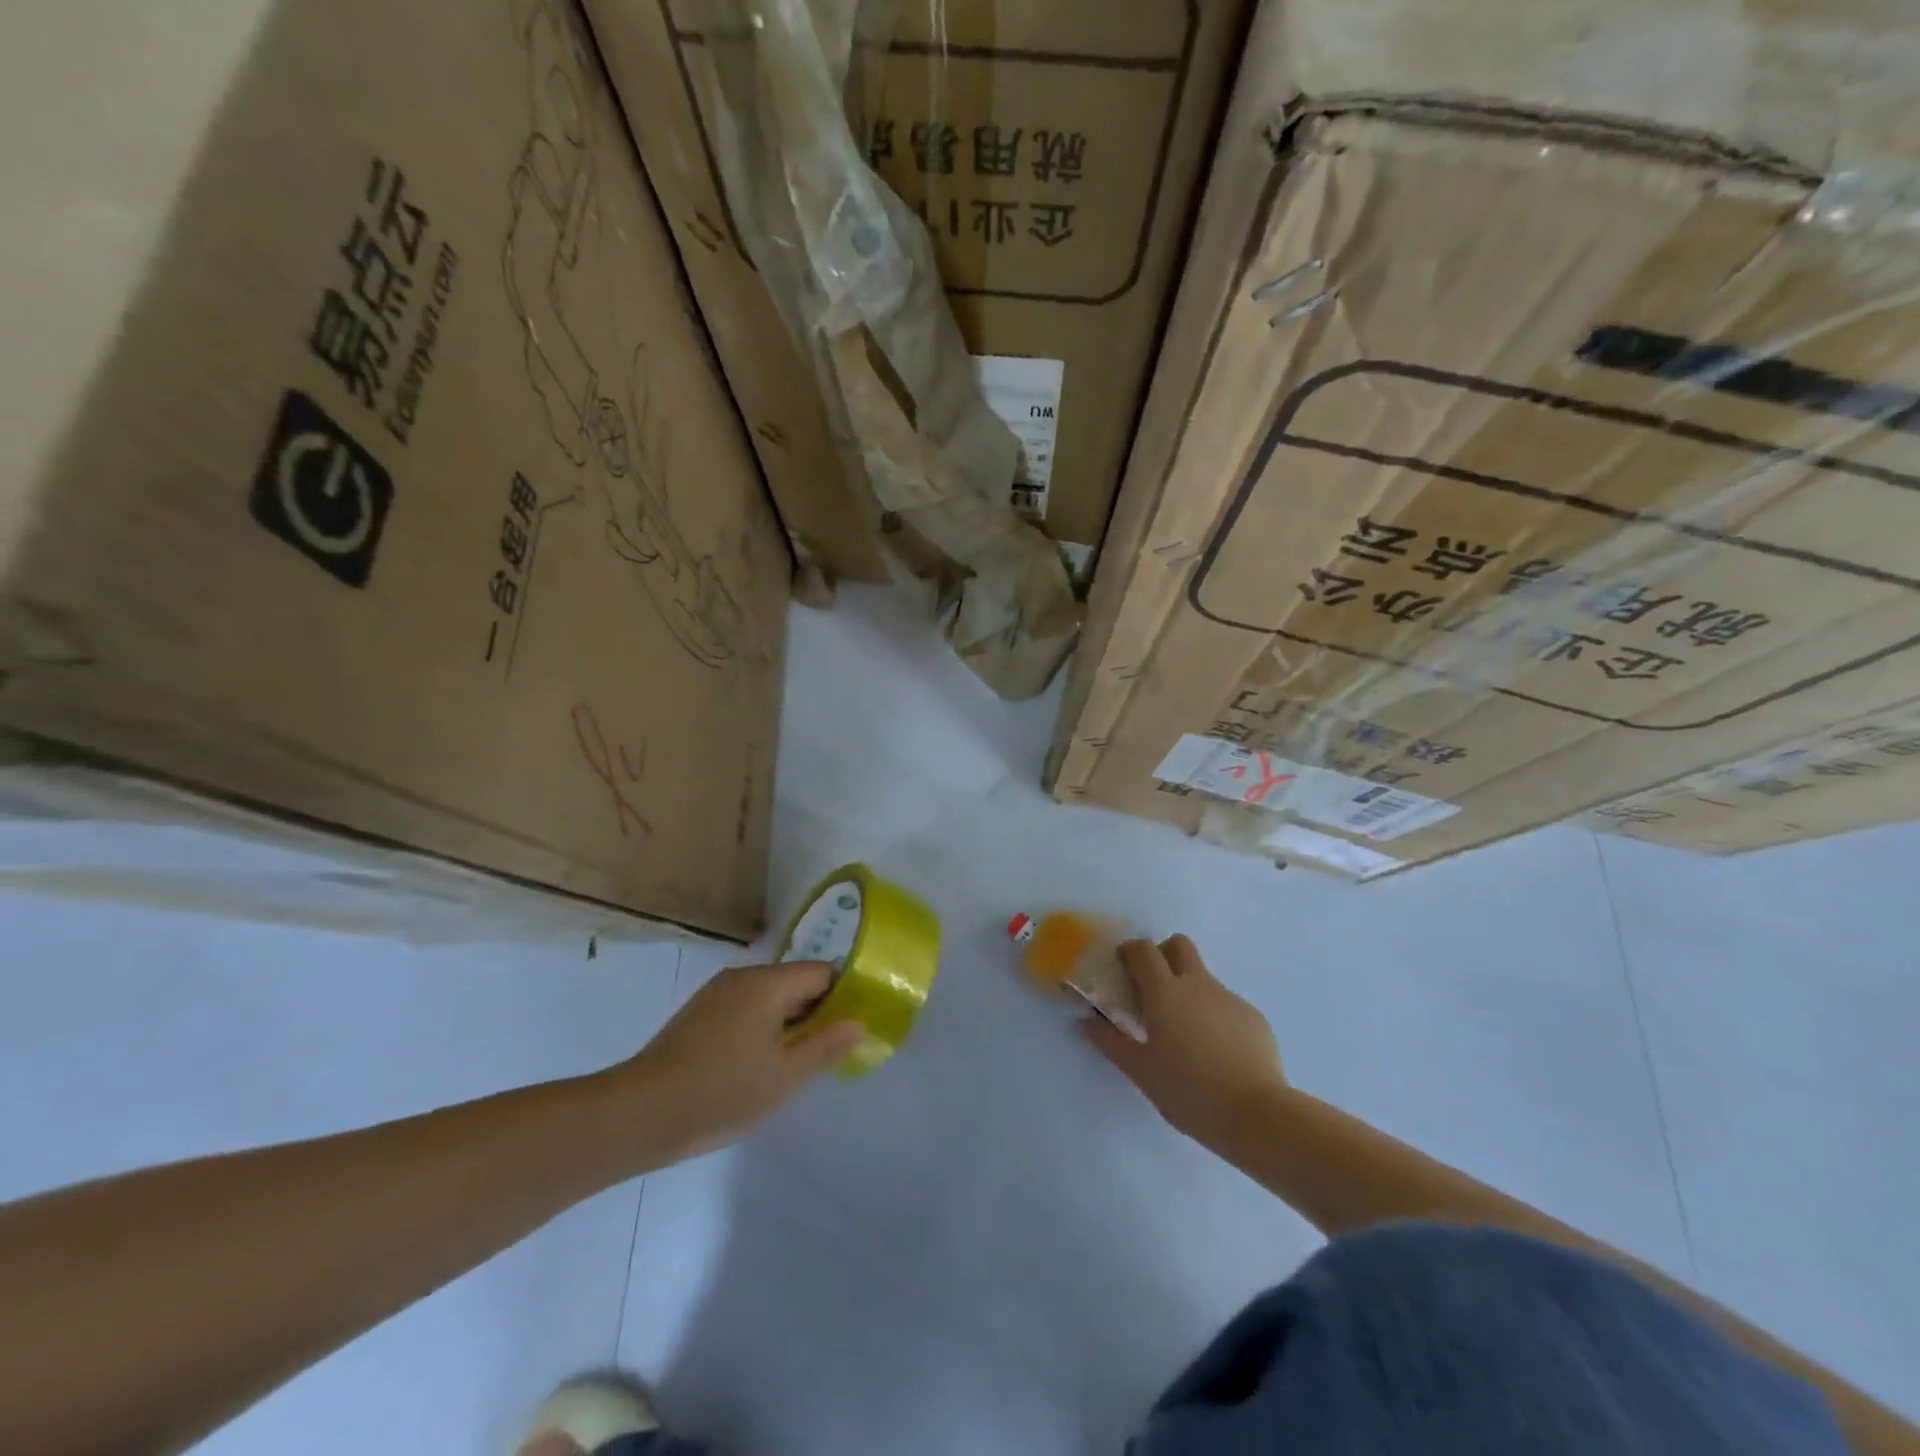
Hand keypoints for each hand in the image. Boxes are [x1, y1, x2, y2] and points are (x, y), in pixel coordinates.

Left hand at [612, 963, 863, 1161]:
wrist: (640, 1113)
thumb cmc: (722, 1091)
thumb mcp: (785, 1076)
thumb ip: (826, 1046)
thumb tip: (858, 1023)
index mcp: (768, 983)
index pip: (821, 973)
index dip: (843, 996)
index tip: (853, 1026)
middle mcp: (742, 977)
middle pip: (794, 982)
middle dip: (816, 1011)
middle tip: (831, 1049)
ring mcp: (716, 994)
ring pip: (768, 998)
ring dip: (788, 1022)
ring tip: (798, 1062)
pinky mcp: (698, 1015)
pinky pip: (744, 1010)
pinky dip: (761, 1028)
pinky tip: (759, 1064)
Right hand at [1080, 935, 1289, 1151]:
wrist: (1257, 1115)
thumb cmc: (1189, 1091)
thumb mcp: (1141, 1071)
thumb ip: (1111, 1042)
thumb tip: (1086, 1022)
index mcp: (1165, 992)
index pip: (1143, 950)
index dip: (1130, 951)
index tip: (1122, 966)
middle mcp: (1197, 984)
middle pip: (1179, 945)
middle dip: (1164, 954)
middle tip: (1154, 986)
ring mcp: (1229, 998)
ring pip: (1204, 977)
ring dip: (1189, 990)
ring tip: (1186, 1034)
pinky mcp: (1254, 1018)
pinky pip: (1226, 1005)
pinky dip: (1214, 1016)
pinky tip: (1216, 1053)